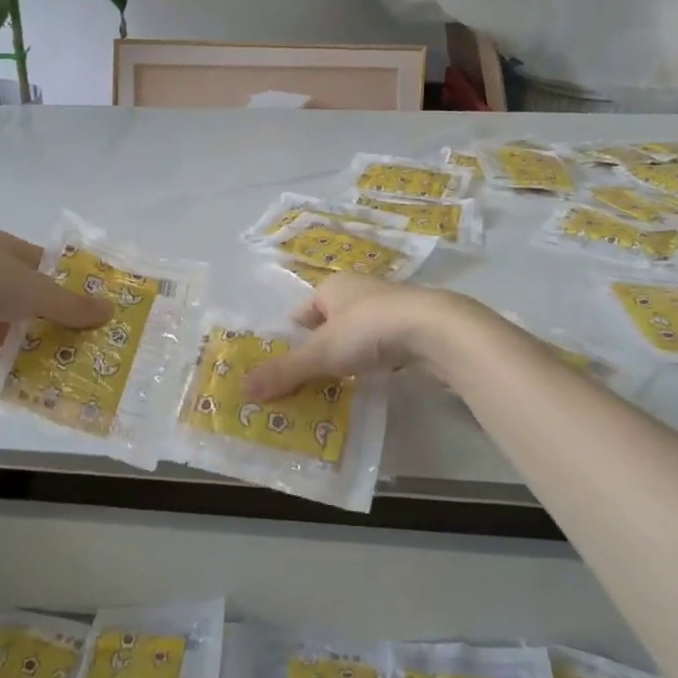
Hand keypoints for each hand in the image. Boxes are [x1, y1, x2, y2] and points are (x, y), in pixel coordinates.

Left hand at [0, 230, 111, 373]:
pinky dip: (11, 366)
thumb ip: (71, 305)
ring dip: (34, 344)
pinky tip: (38, 380)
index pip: (41, 263)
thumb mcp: (34, 289)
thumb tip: (110, 311)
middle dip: (54, 318)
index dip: (66, 282)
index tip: (92, 303)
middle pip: (27, 298)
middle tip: (87, 338)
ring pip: (10, 328)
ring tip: (69, 363)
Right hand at [243, 275, 487, 399]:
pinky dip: (374, 364)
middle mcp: (361, 290)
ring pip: (358, 337)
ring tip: (335, 391)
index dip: (292, 339)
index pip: (302, 312)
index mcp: (334, 285)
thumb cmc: (369, 329)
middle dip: (319, 352)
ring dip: (348, 359)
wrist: (436, 331)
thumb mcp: (322, 353)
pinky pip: (383, 348)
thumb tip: (242, 389)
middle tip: (305, 386)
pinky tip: (371, 385)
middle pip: (330, 325)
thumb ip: (285, 371)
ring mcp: (390, 308)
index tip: (283, 369)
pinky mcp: (414, 328)